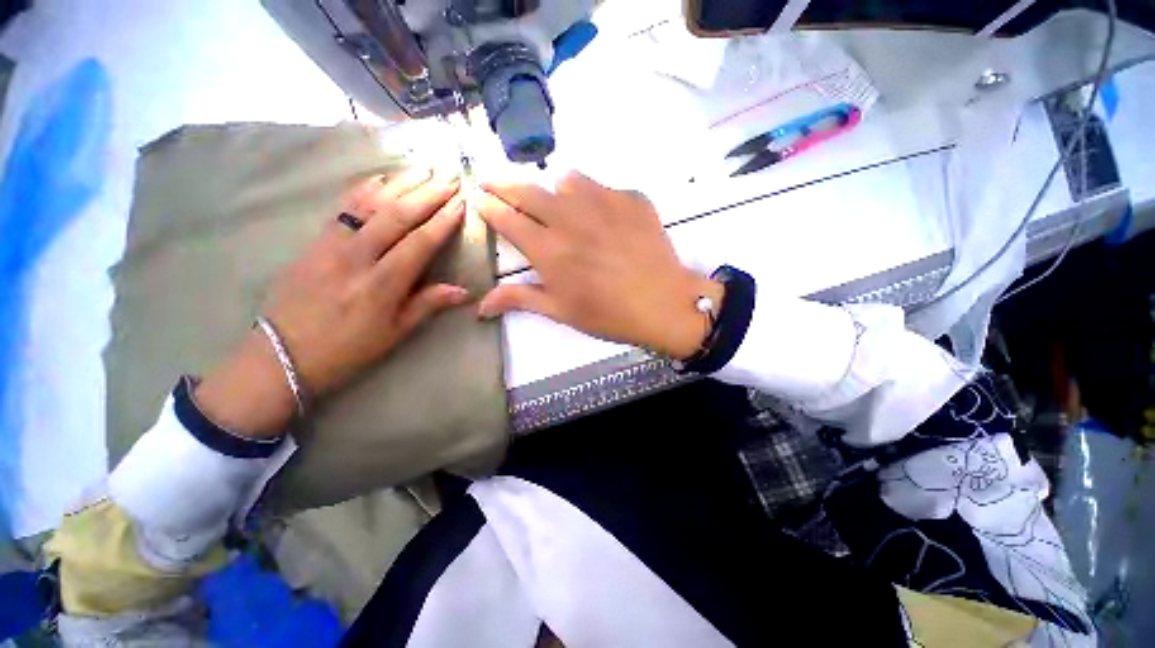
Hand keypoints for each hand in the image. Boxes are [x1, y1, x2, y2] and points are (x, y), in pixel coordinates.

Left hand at [195, 168, 468, 436]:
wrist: (281, 354)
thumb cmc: (347, 350)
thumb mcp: (394, 333)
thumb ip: (428, 305)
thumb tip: (464, 290)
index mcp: (382, 284)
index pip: (420, 242)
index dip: (443, 221)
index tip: (461, 202)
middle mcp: (358, 257)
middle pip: (398, 215)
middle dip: (428, 193)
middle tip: (449, 175)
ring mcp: (332, 245)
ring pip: (370, 204)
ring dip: (400, 183)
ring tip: (423, 168)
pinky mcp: (314, 242)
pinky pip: (343, 208)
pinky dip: (364, 189)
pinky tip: (381, 178)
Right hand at [476, 172, 722, 358]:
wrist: (663, 304)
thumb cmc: (608, 314)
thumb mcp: (560, 311)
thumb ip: (519, 299)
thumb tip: (480, 306)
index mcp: (548, 249)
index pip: (507, 218)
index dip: (488, 206)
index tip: (478, 198)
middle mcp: (569, 217)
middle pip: (527, 190)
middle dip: (503, 184)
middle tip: (493, 183)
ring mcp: (603, 202)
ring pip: (566, 181)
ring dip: (556, 191)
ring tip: (563, 208)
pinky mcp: (630, 198)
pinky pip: (603, 188)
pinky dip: (595, 198)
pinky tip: (606, 220)